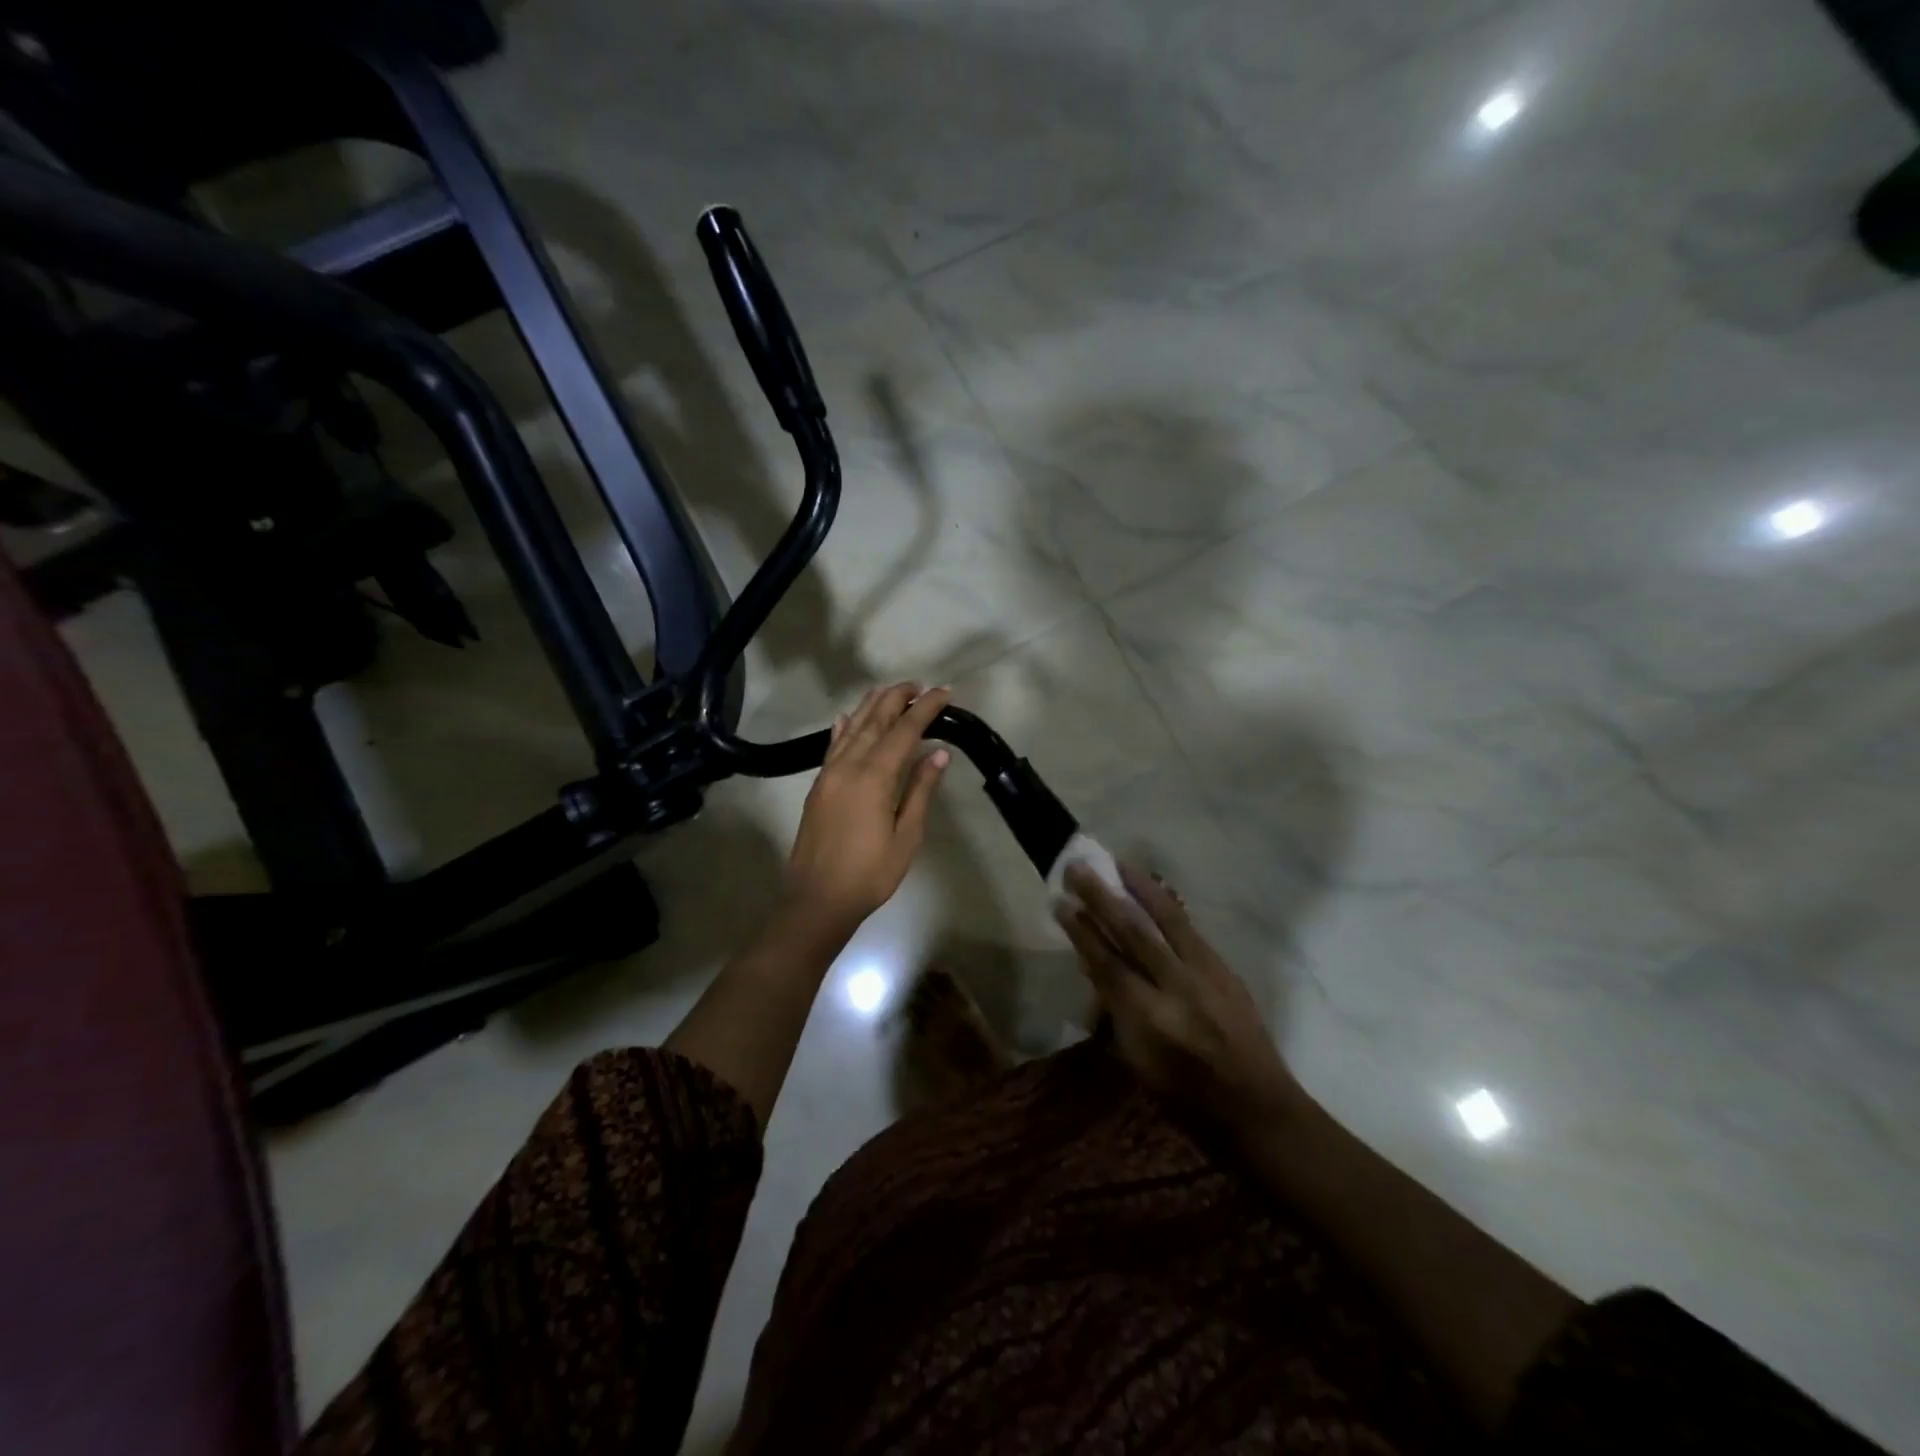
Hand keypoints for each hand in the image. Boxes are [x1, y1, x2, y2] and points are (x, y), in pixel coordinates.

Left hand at [785, 683, 950, 931]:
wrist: (816, 899)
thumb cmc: (870, 874)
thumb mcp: (906, 836)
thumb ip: (921, 790)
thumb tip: (939, 752)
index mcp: (874, 778)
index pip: (904, 731)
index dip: (925, 708)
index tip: (944, 692)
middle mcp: (849, 766)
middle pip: (875, 721)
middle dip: (897, 698)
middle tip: (918, 684)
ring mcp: (829, 774)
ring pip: (852, 728)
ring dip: (871, 706)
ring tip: (890, 691)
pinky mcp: (818, 786)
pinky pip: (832, 746)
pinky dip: (843, 727)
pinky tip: (847, 717)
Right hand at [1056, 862, 1301, 1134]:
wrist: (1259, 1110)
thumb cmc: (1187, 1101)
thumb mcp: (1138, 1064)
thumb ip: (1115, 1012)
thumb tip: (1094, 968)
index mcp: (1150, 1021)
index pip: (1107, 964)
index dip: (1081, 932)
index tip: (1060, 903)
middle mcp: (1178, 989)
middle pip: (1133, 933)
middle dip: (1102, 897)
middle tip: (1078, 869)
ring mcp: (1207, 974)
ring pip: (1167, 919)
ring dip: (1138, 888)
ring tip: (1116, 863)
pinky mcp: (1225, 969)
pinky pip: (1189, 928)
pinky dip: (1166, 905)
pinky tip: (1152, 890)